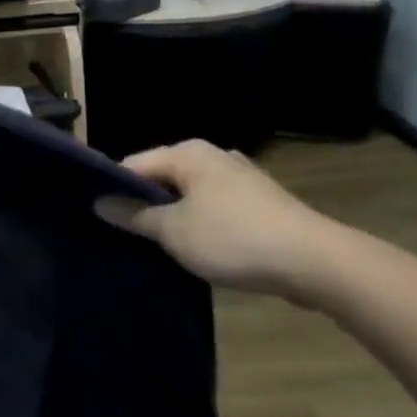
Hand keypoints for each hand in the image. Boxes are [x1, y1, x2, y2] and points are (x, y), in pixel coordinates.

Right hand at [95, 140, 348, 303]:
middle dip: (145, 204)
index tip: (101, 218)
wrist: (317, 263)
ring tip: (161, 245)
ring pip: (190, 194)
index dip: (113, 190)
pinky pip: (216, 207)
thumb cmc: (233, 238)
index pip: (133, 165)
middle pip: (162, 178)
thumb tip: (99, 203)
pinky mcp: (262, 202)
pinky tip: (201, 248)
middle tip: (128, 235)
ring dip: (175, 217)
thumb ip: (133, 215)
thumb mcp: (172, 231)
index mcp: (187, 153)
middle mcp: (213, 155)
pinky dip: (203, 223)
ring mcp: (241, 177)